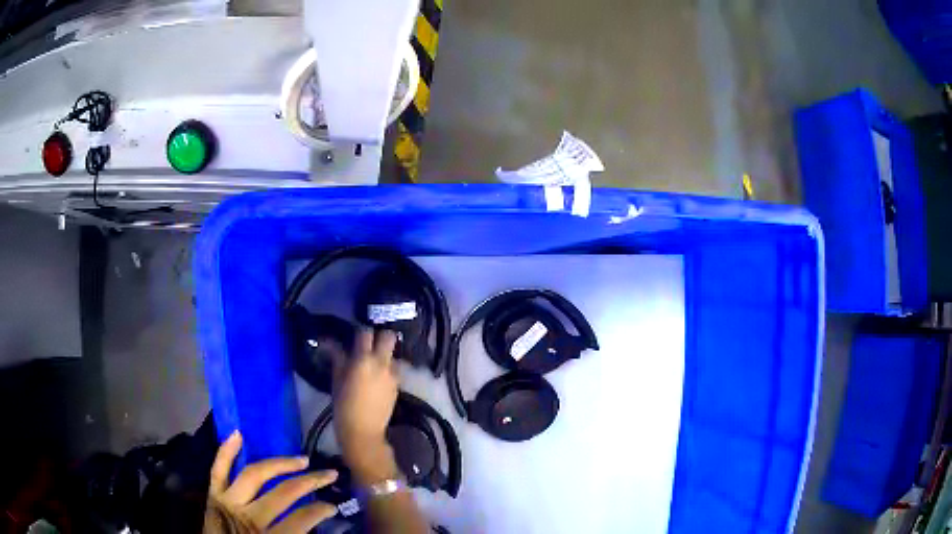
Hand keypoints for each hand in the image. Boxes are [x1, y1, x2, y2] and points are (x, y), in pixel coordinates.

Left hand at [203, 431, 337, 532]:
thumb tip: (314, 525)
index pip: (301, 520)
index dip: (320, 510)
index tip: (333, 506)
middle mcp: (247, 516)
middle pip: (282, 494)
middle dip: (309, 483)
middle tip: (328, 474)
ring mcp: (227, 501)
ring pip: (254, 475)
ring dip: (280, 464)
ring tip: (301, 459)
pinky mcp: (213, 494)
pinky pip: (218, 469)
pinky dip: (226, 451)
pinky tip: (238, 434)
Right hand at [331, 328, 399, 482]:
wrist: (363, 433)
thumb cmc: (344, 407)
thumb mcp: (336, 381)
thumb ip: (338, 359)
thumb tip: (329, 342)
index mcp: (363, 360)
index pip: (365, 332)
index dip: (360, 332)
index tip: (353, 337)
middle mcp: (382, 363)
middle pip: (389, 337)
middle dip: (380, 337)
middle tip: (368, 346)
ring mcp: (393, 375)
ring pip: (393, 355)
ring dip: (385, 355)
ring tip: (373, 365)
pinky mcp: (398, 386)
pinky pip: (394, 370)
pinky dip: (387, 370)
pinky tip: (377, 379)